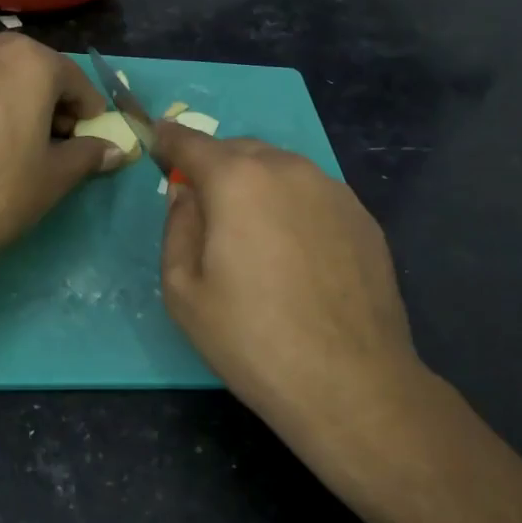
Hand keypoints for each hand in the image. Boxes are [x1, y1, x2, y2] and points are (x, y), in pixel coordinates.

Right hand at [156, 122, 431, 489]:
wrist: (349, 382)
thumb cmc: (251, 338)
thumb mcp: (183, 290)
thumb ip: (177, 226)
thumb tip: (186, 193)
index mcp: (237, 180)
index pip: (191, 142)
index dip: (169, 140)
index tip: (158, 143)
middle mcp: (289, 169)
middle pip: (240, 151)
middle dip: (215, 166)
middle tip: (204, 204)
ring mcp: (333, 190)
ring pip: (281, 170)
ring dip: (257, 185)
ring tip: (253, 232)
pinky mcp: (363, 217)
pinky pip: (314, 195)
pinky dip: (293, 206)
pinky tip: (295, 252)